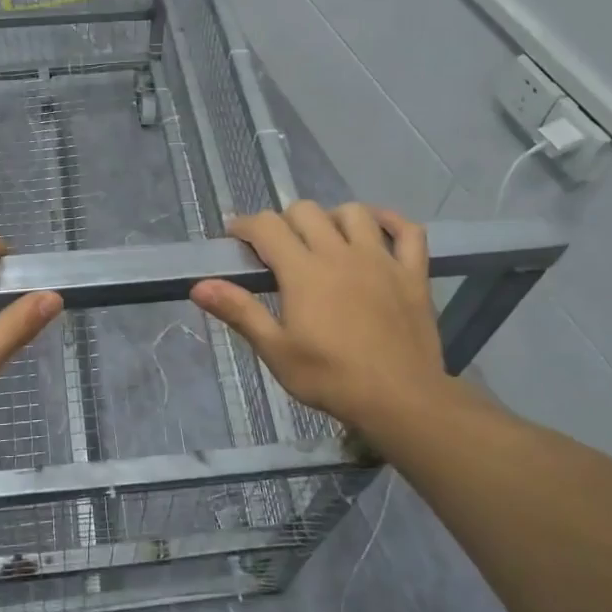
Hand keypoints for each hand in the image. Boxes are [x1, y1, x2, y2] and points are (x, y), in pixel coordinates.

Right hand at [191, 201, 470, 444]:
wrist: (400, 400)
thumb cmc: (330, 378)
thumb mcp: (275, 350)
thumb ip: (239, 311)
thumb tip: (199, 286)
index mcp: (303, 271)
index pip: (267, 227)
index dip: (245, 226)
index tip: (235, 239)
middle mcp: (340, 254)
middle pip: (306, 211)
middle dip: (284, 221)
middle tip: (277, 249)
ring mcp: (381, 260)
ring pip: (354, 213)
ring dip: (332, 218)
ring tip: (324, 240)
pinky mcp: (412, 274)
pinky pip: (409, 232)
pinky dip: (392, 222)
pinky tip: (378, 229)